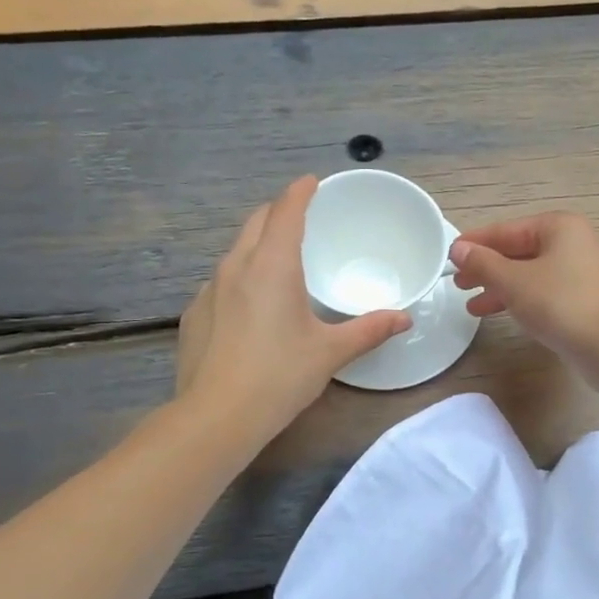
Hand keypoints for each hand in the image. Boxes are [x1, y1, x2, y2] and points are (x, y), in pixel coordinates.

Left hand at [177, 177, 409, 436]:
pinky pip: (220, 283)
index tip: (312, 182)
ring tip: (277, 261)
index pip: (286, 212)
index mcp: (272, 266)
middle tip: (300, 217)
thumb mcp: (331, 352)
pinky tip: (249, 308)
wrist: (217, 417)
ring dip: (257, 245)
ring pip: (235, 252)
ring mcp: (209, 290)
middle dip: (277, 212)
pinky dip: (239, 279)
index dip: (300, 192)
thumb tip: (404, 319)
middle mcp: (236, 267)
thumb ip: (369, 330)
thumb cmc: (280, 376)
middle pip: (255, 222)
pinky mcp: (194, 315)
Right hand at [450, 212, 598, 361]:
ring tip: (472, 306)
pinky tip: (501, 313)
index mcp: (559, 227)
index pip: (507, 230)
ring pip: (529, 274)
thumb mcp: (513, 281)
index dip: (475, 243)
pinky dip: (520, 299)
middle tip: (458, 283)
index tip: (449, 256)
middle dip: (487, 268)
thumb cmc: (560, 304)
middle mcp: (574, 242)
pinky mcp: (584, 298)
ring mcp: (582, 271)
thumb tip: (458, 249)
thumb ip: (483, 263)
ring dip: (499, 288)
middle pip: (519, 251)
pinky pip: (543, 291)